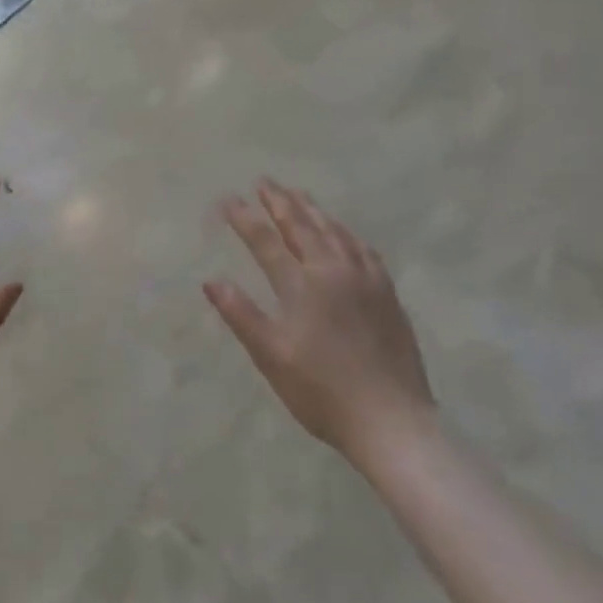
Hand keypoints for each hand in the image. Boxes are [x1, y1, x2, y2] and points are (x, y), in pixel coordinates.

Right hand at [206, 181, 434, 463]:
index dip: (244, 218)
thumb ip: (242, 315)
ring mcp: (365, 279)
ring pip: (334, 231)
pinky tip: (343, 232)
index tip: (228, 199)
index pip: (266, 241)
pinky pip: (362, 248)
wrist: (392, 421)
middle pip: (302, 226)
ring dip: (312, 209)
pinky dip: (345, 232)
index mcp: (302, 286)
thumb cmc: (322, 392)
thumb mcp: (272, 357)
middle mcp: (333, 271)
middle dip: (280, 201)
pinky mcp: (387, 293)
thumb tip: (211, 280)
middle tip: (264, 181)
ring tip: (298, 193)